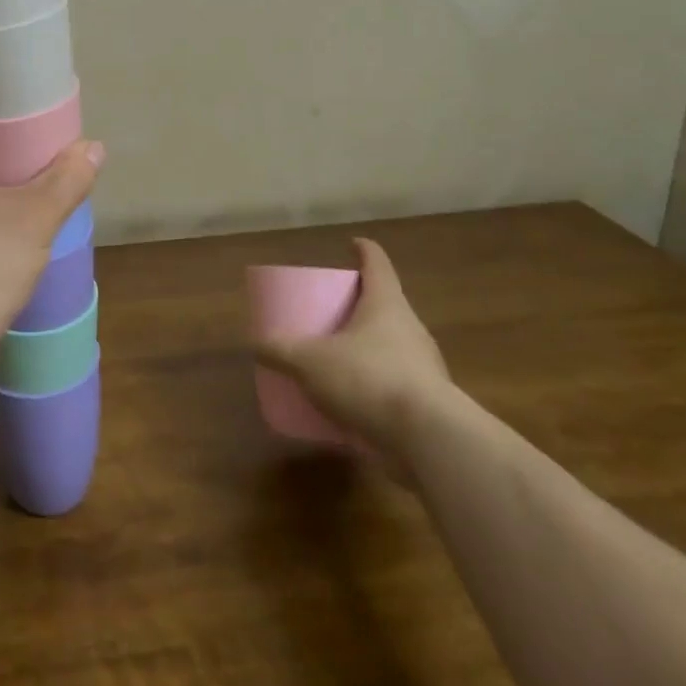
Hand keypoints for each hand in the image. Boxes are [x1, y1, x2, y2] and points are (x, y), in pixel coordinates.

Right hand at [254, 236, 454, 468]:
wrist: (431, 440)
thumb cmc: (370, 379)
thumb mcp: (311, 363)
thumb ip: (281, 352)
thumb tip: (255, 345)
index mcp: (386, 304)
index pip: (377, 264)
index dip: (364, 251)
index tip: (353, 244)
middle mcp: (410, 327)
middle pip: (385, 304)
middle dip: (360, 303)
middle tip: (333, 307)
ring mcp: (424, 365)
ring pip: (391, 344)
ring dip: (368, 346)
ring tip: (339, 356)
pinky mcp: (429, 401)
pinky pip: (396, 382)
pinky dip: (375, 383)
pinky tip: (354, 400)